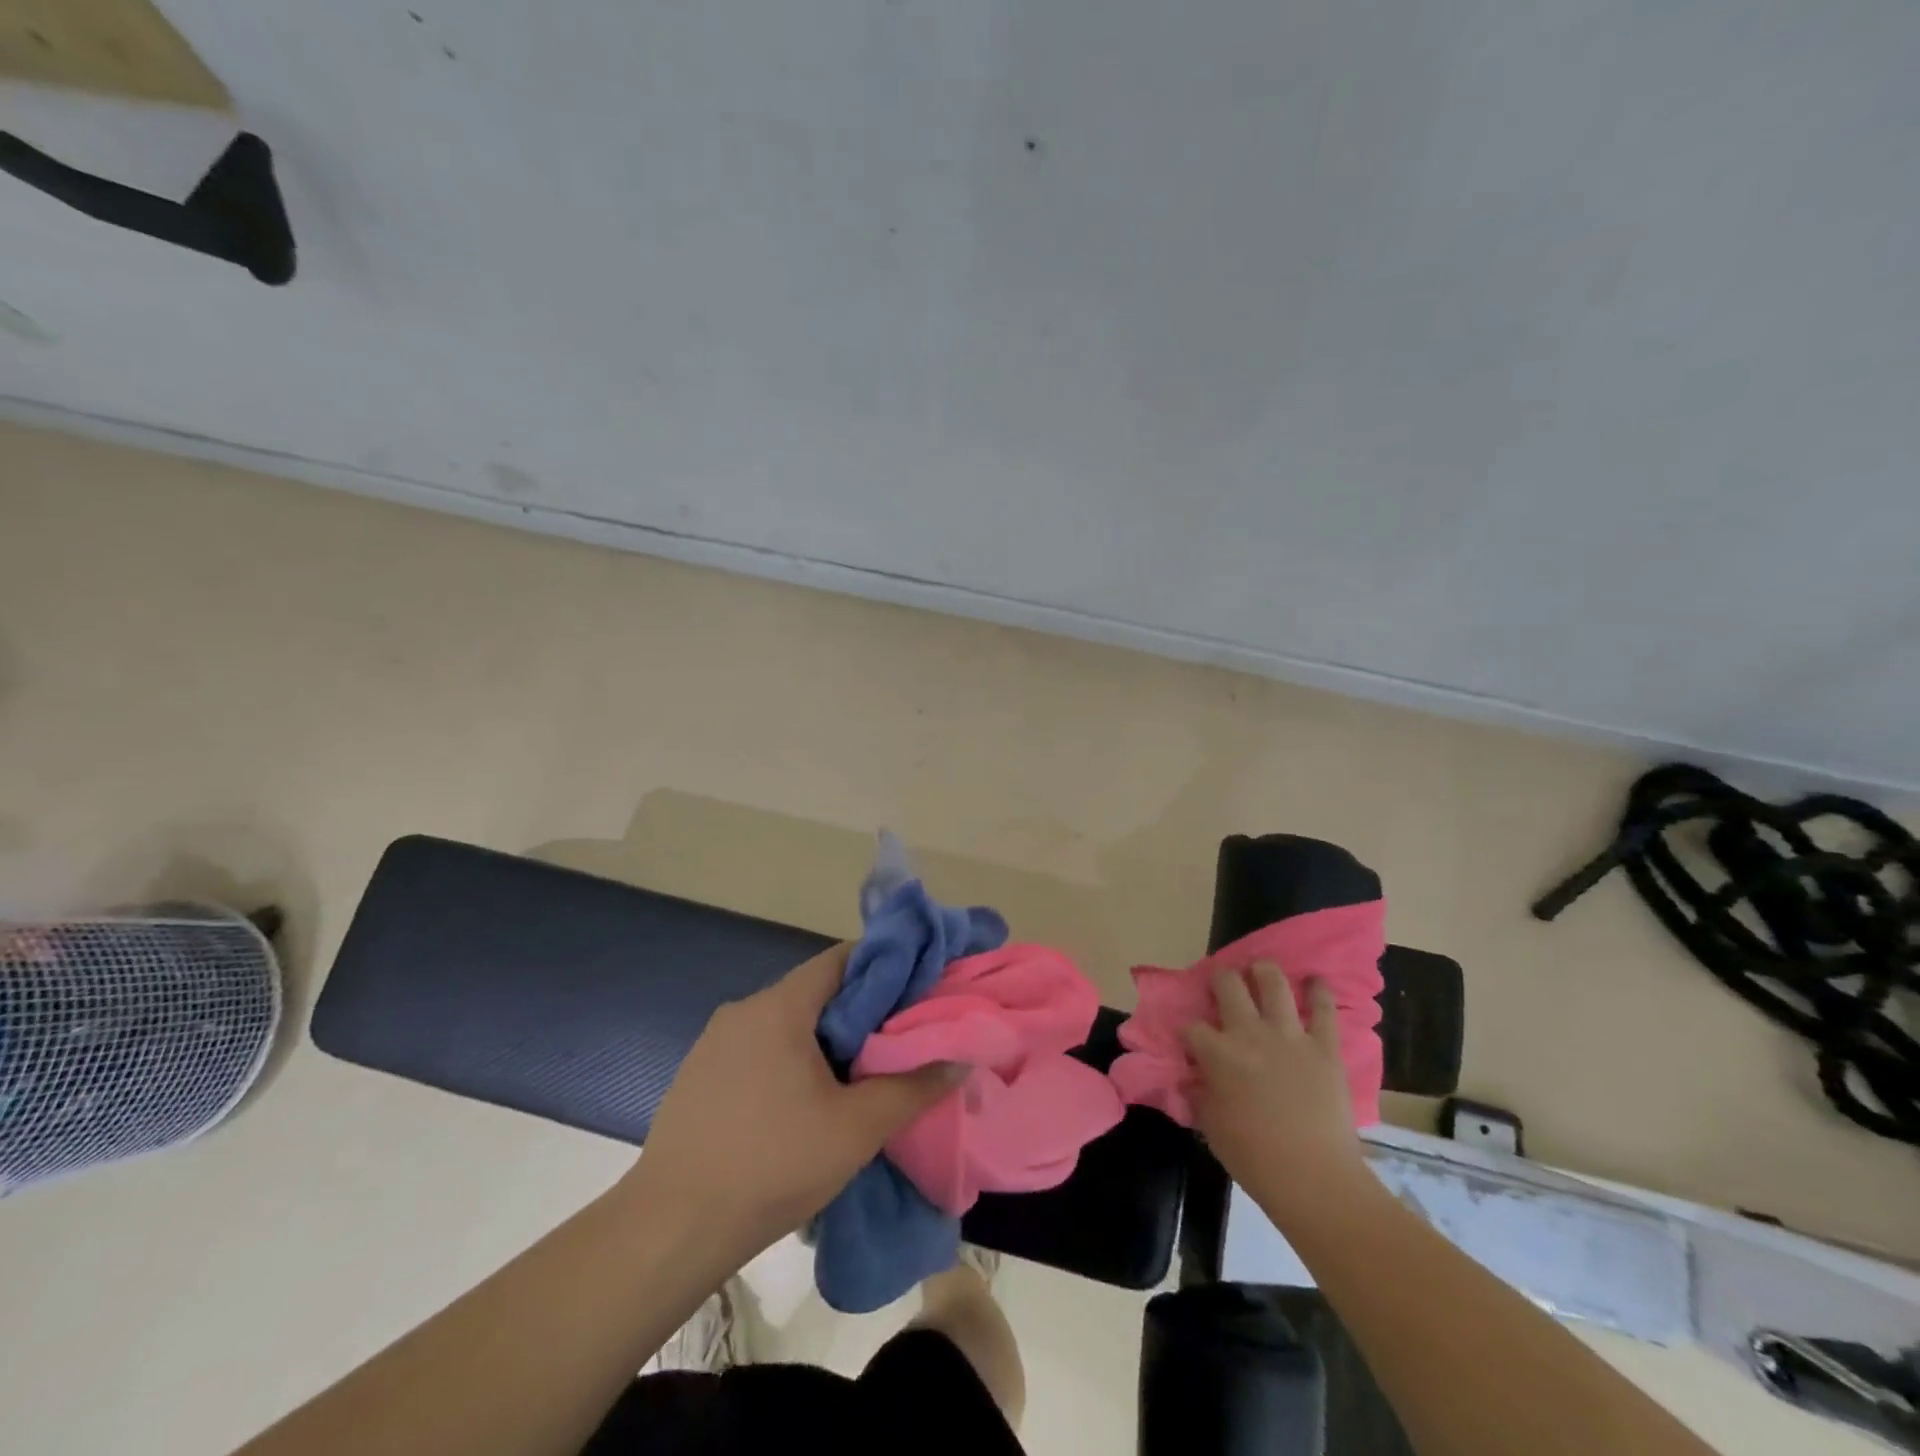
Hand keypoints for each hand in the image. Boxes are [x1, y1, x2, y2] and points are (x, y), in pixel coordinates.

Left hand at [619, 943, 962, 1267]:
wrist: (670, 1230)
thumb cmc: (772, 1165)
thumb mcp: (856, 1128)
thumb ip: (913, 1088)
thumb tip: (960, 1059)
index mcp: (780, 1006)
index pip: (842, 959)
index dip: (885, 967)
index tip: (918, 992)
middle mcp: (744, 1009)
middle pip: (816, 991)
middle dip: (860, 1012)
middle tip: (896, 1043)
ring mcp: (714, 1042)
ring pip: (786, 1022)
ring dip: (824, 1040)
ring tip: (857, 1078)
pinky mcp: (698, 1075)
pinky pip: (758, 1049)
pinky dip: (789, 1060)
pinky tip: (802, 1106)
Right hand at [1182, 964, 1366, 1220]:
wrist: (1315, 1180)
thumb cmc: (1254, 1159)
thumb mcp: (1211, 1127)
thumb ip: (1200, 1094)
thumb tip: (1194, 1079)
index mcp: (1218, 1054)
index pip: (1192, 1027)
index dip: (1188, 1031)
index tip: (1189, 1039)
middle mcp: (1250, 1034)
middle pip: (1229, 986)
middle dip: (1221, 980)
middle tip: (1224, 986)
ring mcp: (1290, 1036)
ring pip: (1273, 984)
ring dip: (1264, 971)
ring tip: (1261, 970)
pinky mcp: (1324, 1047)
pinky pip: (1324, 1010)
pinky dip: (1320, 991)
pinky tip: (1316, 980)